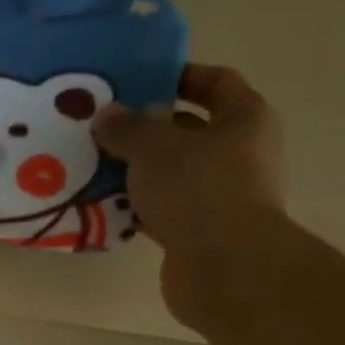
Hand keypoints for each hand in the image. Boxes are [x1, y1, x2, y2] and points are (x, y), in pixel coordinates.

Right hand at [92, 63, 285, 323]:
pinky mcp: (206, 233)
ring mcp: (226, 196)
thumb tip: (108, 115)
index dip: (180, 76)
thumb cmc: (197, 189)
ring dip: (142, 172)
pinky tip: (109, 208)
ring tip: (99, 169)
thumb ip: (127, 128)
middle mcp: (243, 154)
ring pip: (176, 174)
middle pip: (193, 131)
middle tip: (108, 130)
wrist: (224, 267)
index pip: (216, 82)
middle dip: (150, 130)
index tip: (140, 81)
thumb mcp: (152, 148)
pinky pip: (168, 210)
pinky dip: (142, 207)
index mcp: (245, 119)